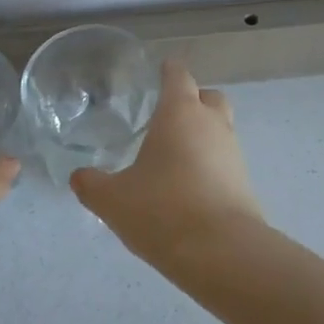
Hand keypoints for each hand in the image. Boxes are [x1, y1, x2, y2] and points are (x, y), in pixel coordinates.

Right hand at [70, 60, 268, 268]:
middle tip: (167, 117)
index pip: (178, 75)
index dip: (168, 71)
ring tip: (173, 157)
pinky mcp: (244, 182)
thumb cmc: (162, 210)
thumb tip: (79, 176)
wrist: (221, 252)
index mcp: (180, 113)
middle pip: (208, 96)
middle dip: (192, 100)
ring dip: (202, 135)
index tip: (158, 72)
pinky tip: (188, 186)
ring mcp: (233, 152)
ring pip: (220, 128)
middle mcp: (212, 124)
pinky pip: (225, 160)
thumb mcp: (113, 200)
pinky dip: (210, 164)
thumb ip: (91, 184)